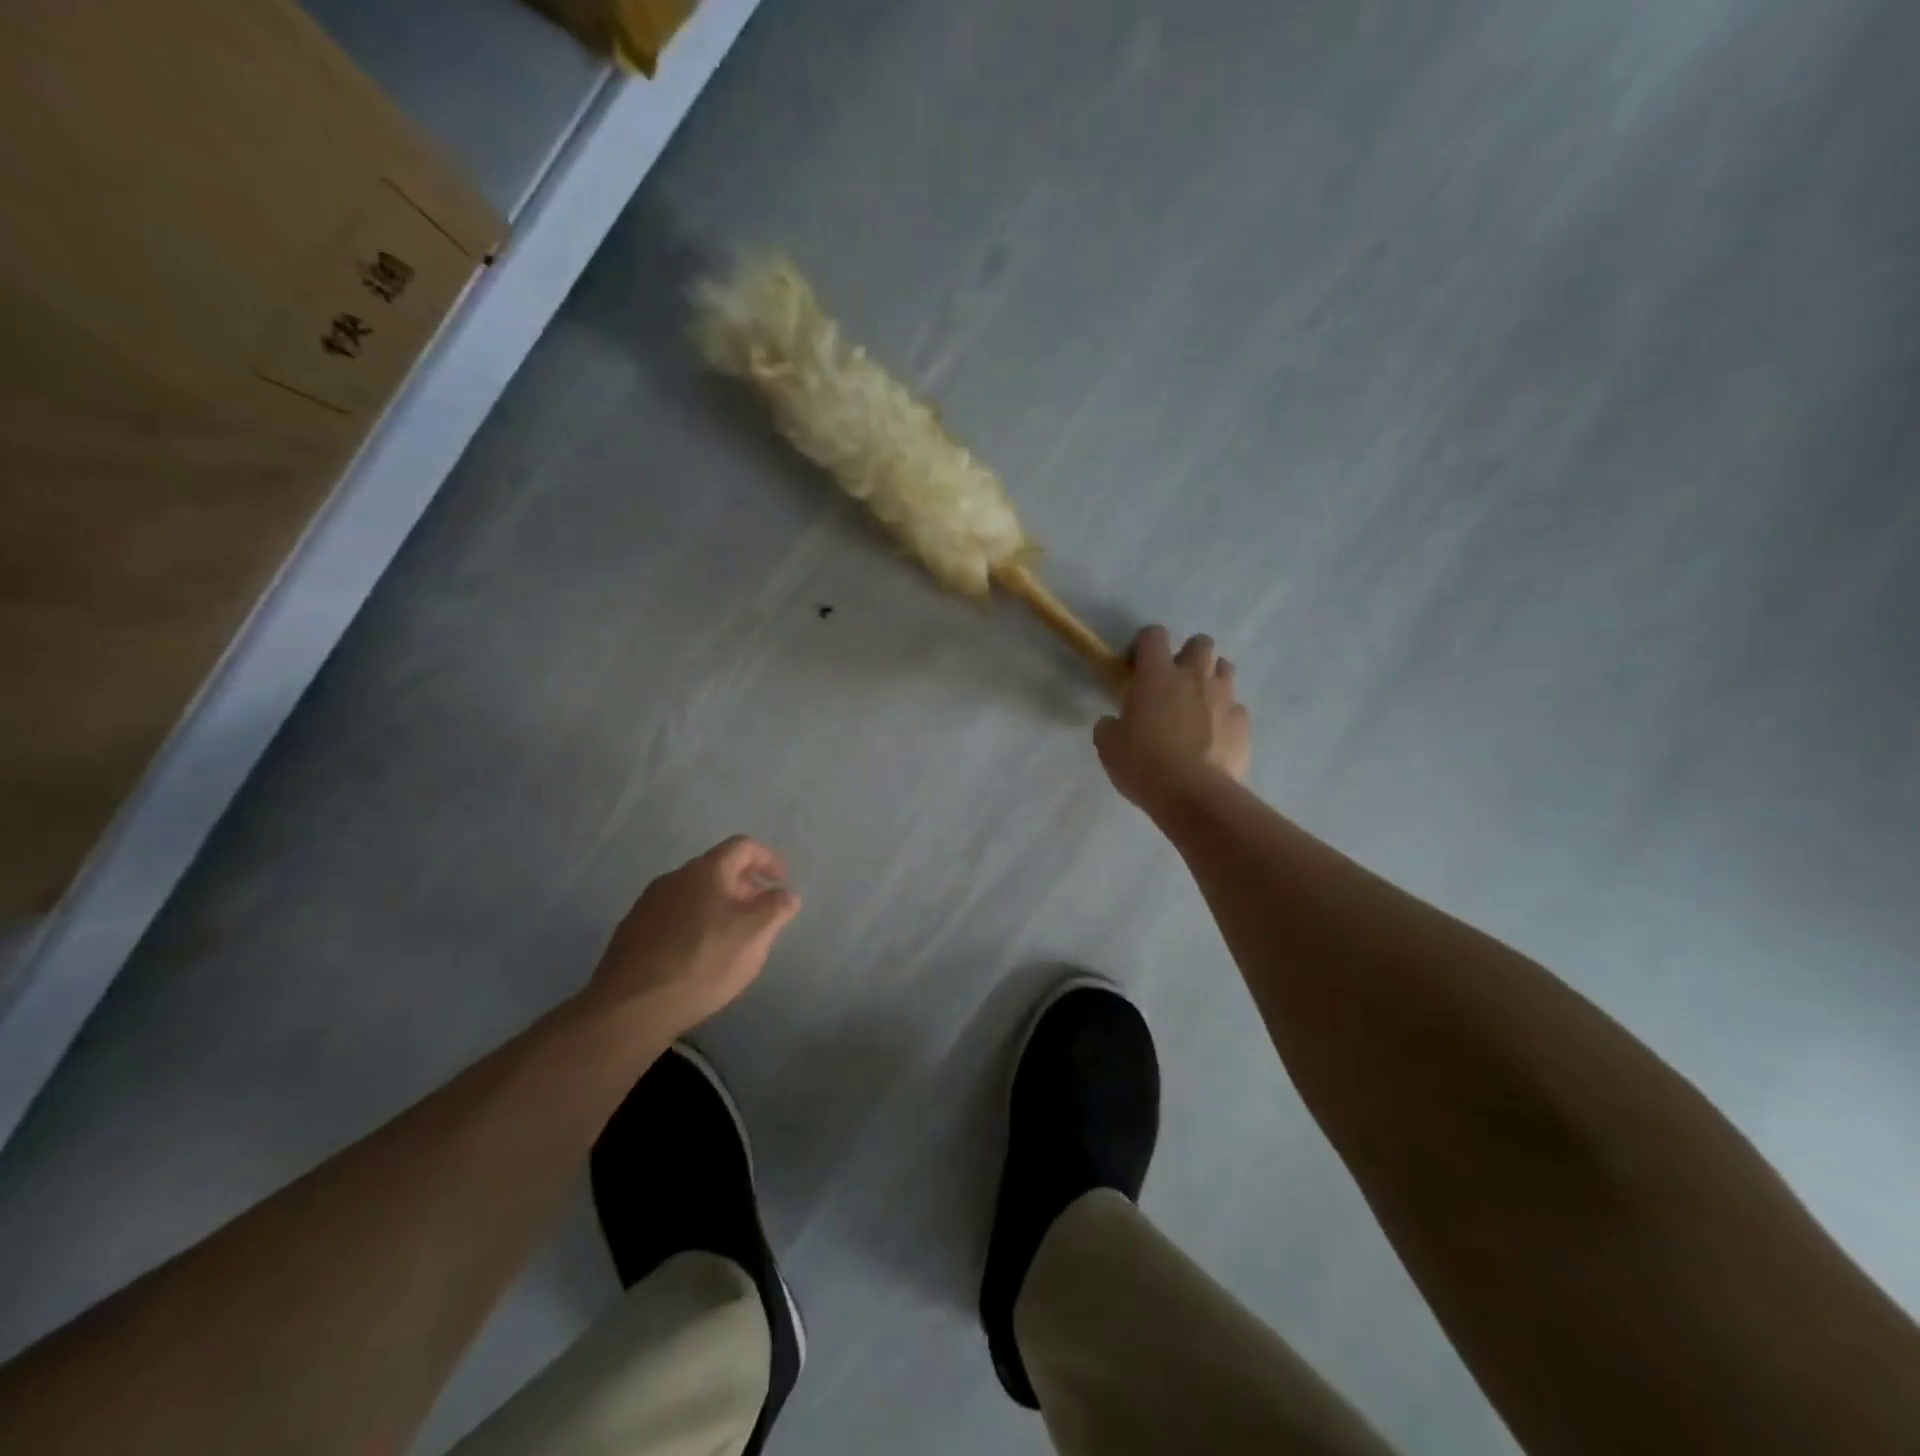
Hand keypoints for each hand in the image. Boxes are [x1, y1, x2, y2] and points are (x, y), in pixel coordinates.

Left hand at [583, 836, 800, 1037]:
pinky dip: (695, 924)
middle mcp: (674, 878)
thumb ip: (777, 907)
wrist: (630, 1007)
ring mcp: (648, 904)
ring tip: (731, 939)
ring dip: (719, 907)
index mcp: (706, 870)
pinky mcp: (632, 931)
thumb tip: (786, 893)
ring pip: (694, 894)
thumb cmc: (702, 962)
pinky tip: (698, 957)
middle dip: (744, 887)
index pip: (743, 846)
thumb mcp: (755, 934)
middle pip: (717, 869)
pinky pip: (674, 916)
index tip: (781, 882)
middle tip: (761, 915)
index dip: (768, 859)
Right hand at [1095, 626, 1250, 809]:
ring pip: (1224, 668)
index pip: (1153, 635)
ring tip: (1198, 704)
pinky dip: (1225, 715)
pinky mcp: (1243, 723)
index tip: (1135, 667)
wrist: (1192, 793)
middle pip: (1200, 642)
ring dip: (1211, 679)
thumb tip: (1112, 722)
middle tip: (1173, 682)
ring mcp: (1224, 697)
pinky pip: (1236, 708)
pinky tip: (1214, 736)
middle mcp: (1194, 677)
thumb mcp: (1109, 745)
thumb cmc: (1143, 763)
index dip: (1143, 644)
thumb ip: (1110, 725)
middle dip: (1188, 655)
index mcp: (1157, 675)